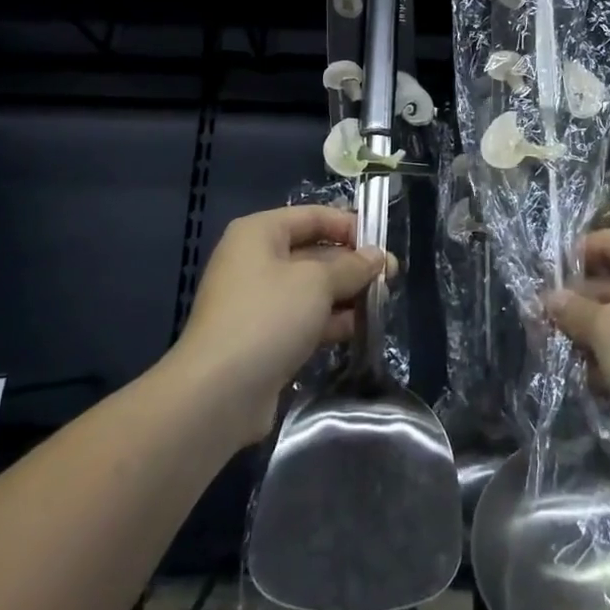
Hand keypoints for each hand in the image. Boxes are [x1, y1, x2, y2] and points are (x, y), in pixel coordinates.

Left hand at [173, 205, 385, 443]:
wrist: (218, 393)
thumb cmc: (269, 317)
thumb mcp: (317, 283)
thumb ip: (352, 266)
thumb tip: (376, 257)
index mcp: (259, 233)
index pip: (313, 216)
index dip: (349, 226)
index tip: (382, 245)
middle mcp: (255, 261)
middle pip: (313, 252)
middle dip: (352, 264)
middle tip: (391, 277)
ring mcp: (257, 302)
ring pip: (311, 289)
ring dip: (345, 294)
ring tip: (381, 303)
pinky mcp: (262, 338)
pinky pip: (303, 318)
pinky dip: (329, 321)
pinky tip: (358, 329)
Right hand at [546, 229, 609, 482]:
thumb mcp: (609, 333)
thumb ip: (575, 311)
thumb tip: (551, 299)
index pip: (609, 242)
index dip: (573, 259)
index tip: (540, 284)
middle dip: (580, 307)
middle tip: (541, 327)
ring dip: (595, 341)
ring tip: (567, 361)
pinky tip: (598, 387)